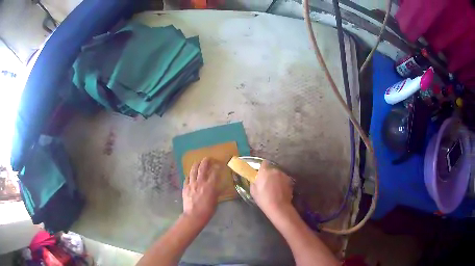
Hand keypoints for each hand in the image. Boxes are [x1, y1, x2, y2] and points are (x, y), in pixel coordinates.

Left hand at [182, 157, 220, 224]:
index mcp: (210, 186)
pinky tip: (191, 174)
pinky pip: (187, 178)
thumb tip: (219, 186)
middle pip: (203, 168)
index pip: (214, 173)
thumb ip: (216, 191)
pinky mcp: (185, 187)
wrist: (194, 216)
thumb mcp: (215, 201)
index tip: (219, 164)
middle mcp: (200, 182)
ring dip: (196, 164)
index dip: (217, 167)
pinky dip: (190, 175)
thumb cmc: (207, 210)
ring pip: (193, 170)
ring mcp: (191, 184)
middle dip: (206, 161)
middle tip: (208, 158)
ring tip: (198, 162)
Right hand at [250, 161, 293, 215]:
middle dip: (269, 174)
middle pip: (271, 169)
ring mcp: (284, 175)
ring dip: (276, 178)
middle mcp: (275, 171)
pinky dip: (282, 183)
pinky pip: (284, 179)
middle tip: (267, 183)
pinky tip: (280, 190)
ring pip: (278, 174)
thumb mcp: (253, 191)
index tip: (261, 173)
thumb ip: (254, 182)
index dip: (262, 167)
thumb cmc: (264, 199)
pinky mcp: (290, 180)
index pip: (264, 163)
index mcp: (264, 172)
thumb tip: (256, 180)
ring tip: (275, 188)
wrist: (279, 206)